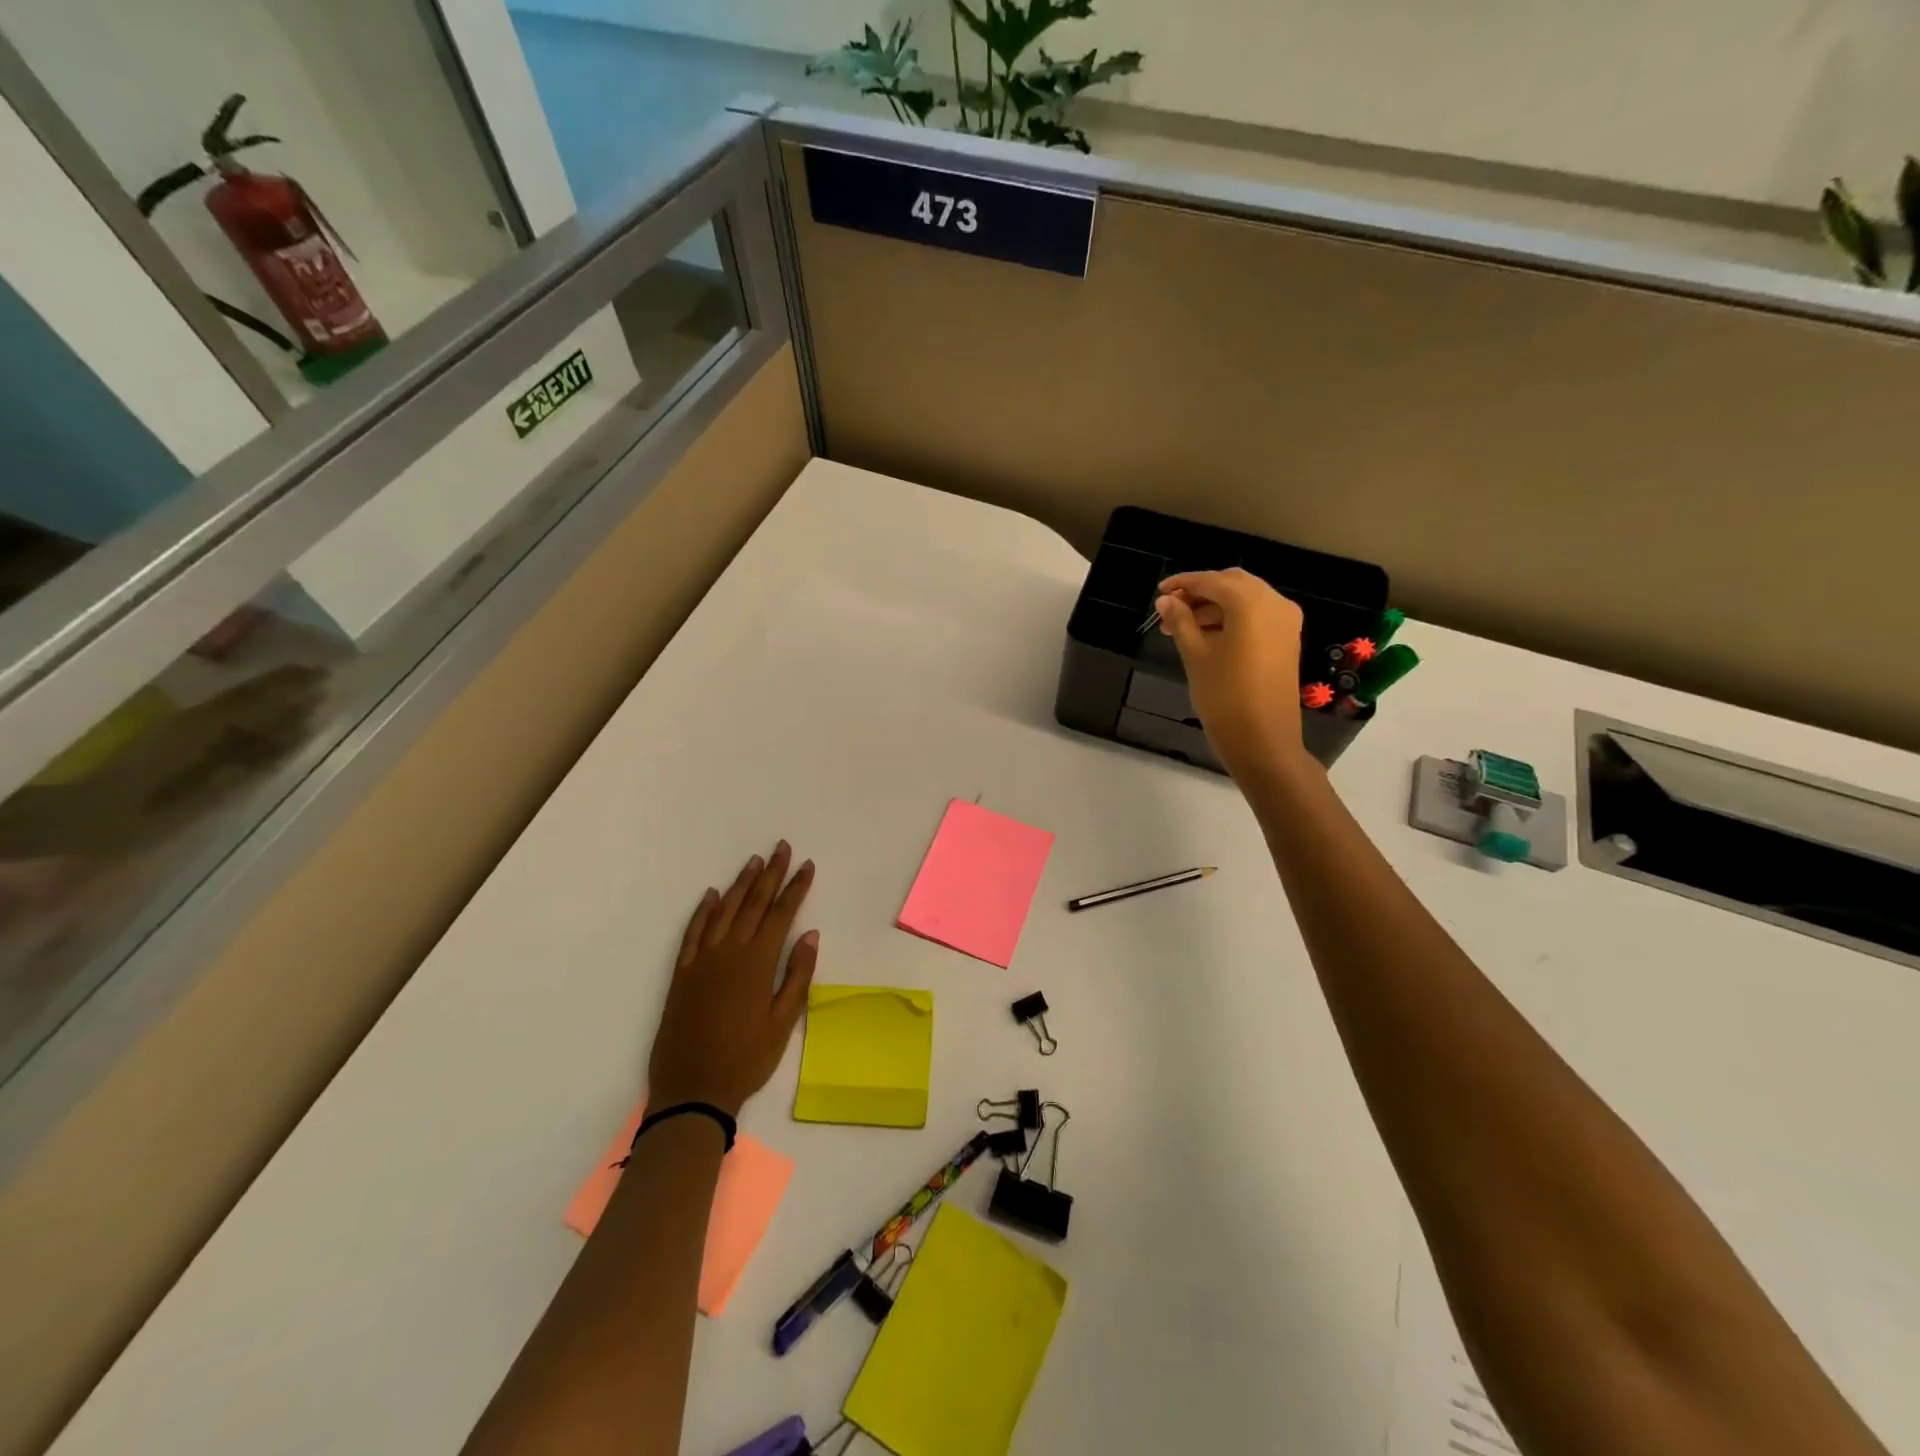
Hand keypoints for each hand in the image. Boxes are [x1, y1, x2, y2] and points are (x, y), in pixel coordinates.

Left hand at [647, 842, 817, 1116]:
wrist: (692, 1090)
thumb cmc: (746, 1060)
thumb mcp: (783, 1023)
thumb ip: (797, 976)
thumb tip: (810, 934)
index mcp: (757, 963)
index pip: (781, 914)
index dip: (795, 888)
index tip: (806, 865)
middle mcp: (729, 952)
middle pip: (754, 904)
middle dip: (770, 874)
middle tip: (781, 848)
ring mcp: (702, 961)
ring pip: (724, 911)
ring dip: (741, 884)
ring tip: (754, 861)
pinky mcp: (682, 973)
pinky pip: (693, 932)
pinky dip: (703, 911)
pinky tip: (712, 896)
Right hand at [1155, 569, 1308, 779]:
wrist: (1263, 740)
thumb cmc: (1224, 696)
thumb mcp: (1196, 656)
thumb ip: (1181, 622)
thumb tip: (1166, 600)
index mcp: (1251, 603)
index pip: (1211, 581)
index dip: (1183, 583)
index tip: (1159, 593)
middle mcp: (1274, 603)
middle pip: (1232, 584)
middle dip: (1200, 593)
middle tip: (1171, 611)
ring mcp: (1285, 621)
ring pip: (1245, 599)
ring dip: (1214, 606)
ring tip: (1183, 629)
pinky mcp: (1287, 639)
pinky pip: (1257, 615)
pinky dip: (1233, 618)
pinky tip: (1208, 636)